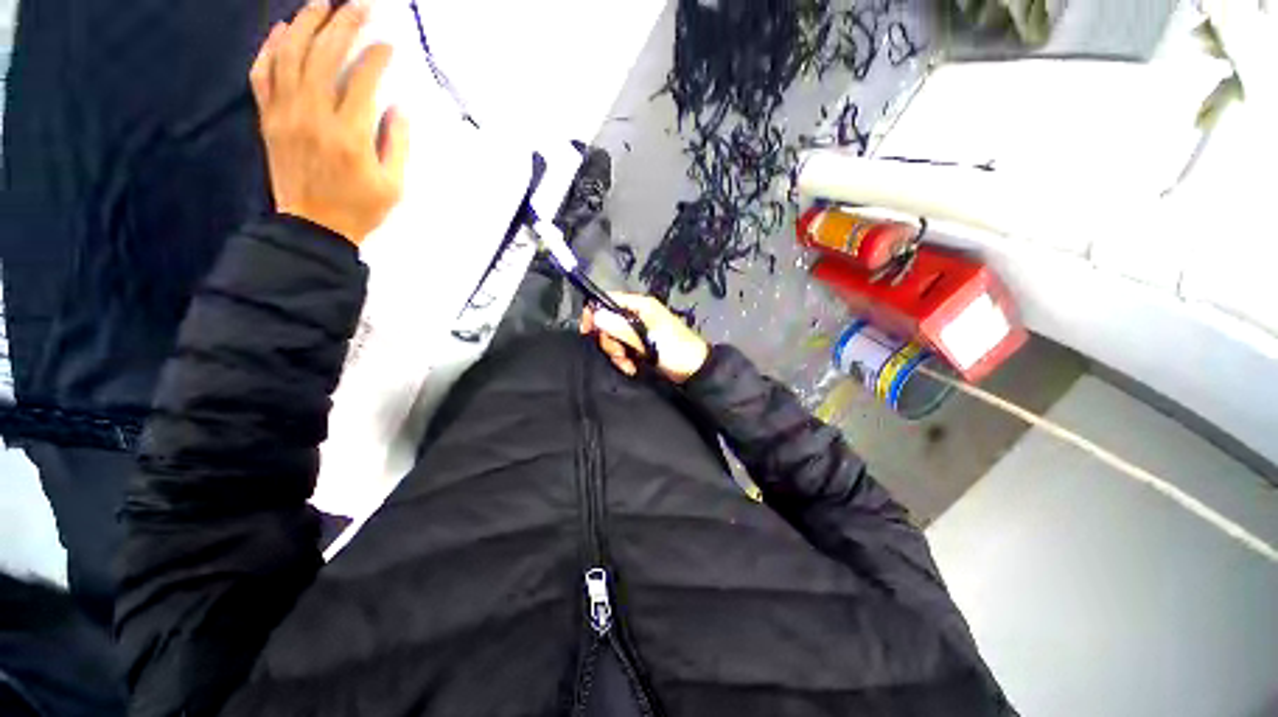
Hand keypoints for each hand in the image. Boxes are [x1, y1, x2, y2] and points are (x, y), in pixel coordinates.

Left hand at [250, 0, 407, 244]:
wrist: (312, 227)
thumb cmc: (359, 208)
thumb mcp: (394, 185)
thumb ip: (398, 144)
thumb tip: (398, 107)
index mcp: (350, 135)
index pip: (363, 81)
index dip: (377, 57)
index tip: (388, 43)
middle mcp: (314, 116)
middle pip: (325, 56)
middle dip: (344, 24)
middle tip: (358, 5)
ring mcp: (286, 114)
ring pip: (290, 55)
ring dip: (306, 24)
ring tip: (321, 3)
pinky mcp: (269, 118)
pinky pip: (263, 74)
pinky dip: (270, 48)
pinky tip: (281, 30)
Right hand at [580, 293, 709, 383]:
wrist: (694, 371)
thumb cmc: (674, 349)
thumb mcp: (647, 339)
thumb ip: (620, 327)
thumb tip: (595, 315)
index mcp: (640, 305)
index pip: (608, 299)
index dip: (595, 312)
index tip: (587, 331)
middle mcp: (637, 315)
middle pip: (608, 321)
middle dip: (610, 341)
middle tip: (620, 354)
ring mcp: (638, 331)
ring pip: (613, 338)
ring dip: (617, 353)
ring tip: (629, 364)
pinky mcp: (639, 346)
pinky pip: (622, 349)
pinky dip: (624, 360)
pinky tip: (632, 368)